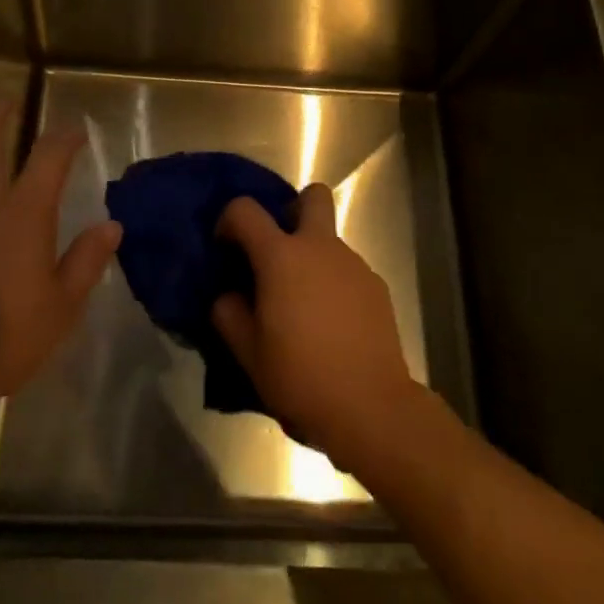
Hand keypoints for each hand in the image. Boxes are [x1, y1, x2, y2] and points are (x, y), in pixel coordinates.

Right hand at [211, 184, 422, 472]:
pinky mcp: (376, 287)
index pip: (245, 210)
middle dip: (293, 210)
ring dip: (312, 257)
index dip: (228, 221)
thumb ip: (229, 313)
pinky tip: (331, 324)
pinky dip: (334, 283)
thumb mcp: (247, 352)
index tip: (226, 249)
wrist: (371, 408)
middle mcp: (320, 247)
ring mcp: (354, 265)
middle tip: (278, 251)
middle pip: (313, 196)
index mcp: (281, 256)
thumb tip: (230, 295)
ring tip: (303, 306)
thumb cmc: (300, 377)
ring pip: (329, 240)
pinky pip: (347, 270)